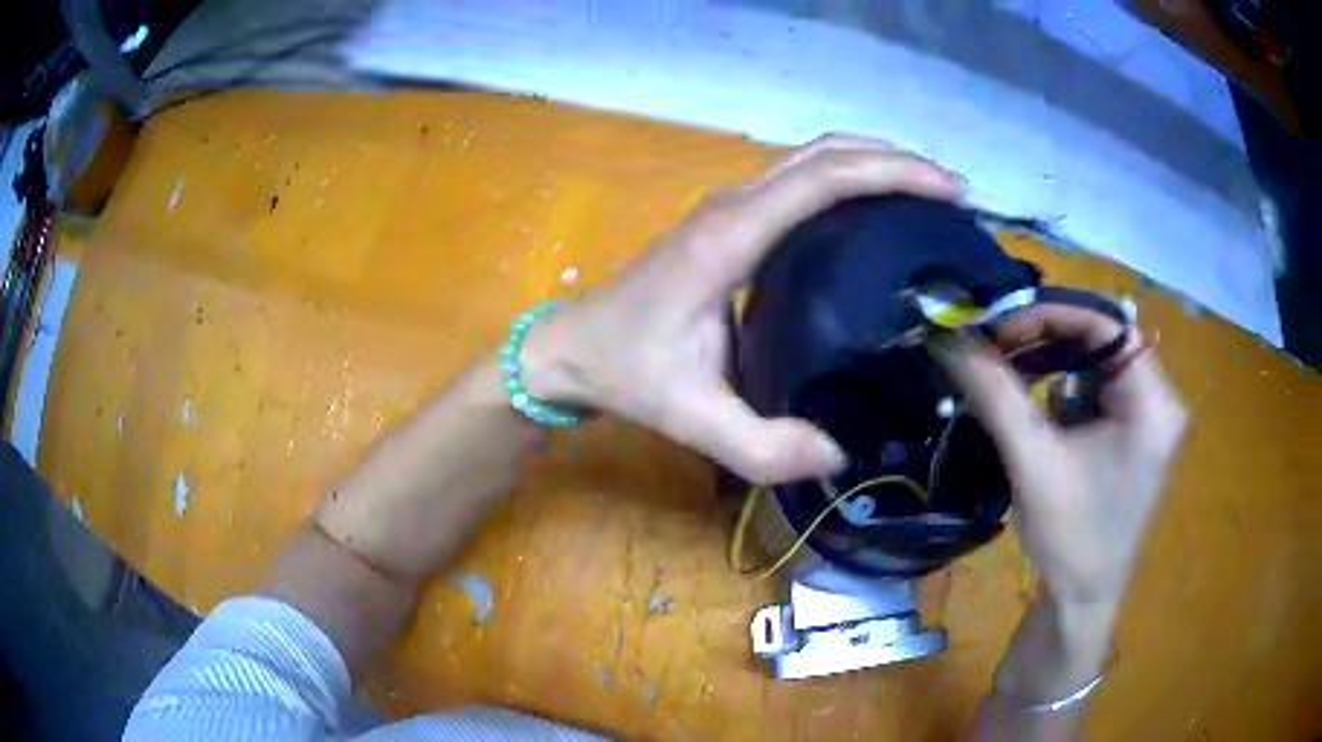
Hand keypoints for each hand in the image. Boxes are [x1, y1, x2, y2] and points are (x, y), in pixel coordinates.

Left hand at [521, 135, 962, 484]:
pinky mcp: (730, 217)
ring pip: (812, 158)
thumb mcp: (690, 419)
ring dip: (873, 163)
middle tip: (952, 192)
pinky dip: (847, 179)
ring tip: (928, 195)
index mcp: (729, 240)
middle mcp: (733, 206)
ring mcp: (729, 206)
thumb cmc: (626, 372)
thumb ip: (761, 446)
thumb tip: (837, 454)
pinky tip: (876, 211)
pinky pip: (799, 180)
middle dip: (894, 160)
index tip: (947, 191)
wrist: (571, 346)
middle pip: (824, 153)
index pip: (822, 180)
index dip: (890, 173)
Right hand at [933, 306, 1187, 607]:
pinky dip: (1066, 392)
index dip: (1051, 316)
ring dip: (1055, 368)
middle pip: (1103, 341)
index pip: (1106, 325)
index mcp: (1153, 404)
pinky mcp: (1135, 434)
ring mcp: (1150, 418)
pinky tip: (1042, 417)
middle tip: (1000, 351)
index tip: (1001, 332)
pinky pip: (1099, 391)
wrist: (1081, 600)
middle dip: (1050, 342)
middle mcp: (1160, 400)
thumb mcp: (1032, 461)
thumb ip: (995, 393)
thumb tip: (950, 338)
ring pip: (1098, 364)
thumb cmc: (1069, 538)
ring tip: (1015, 383)